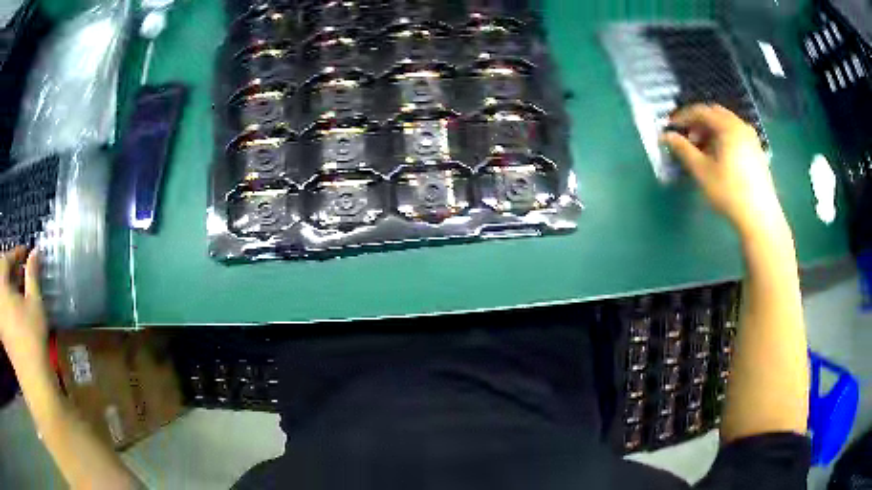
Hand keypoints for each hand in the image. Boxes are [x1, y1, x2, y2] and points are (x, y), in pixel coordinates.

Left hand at [0, 247, 47, 362]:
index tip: (25, 254)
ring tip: (13, 292)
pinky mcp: (4, 333)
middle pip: (1, 273)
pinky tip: (8, 314)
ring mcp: (1, 315)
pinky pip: (2, 316)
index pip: (7, 258)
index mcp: (2, 281)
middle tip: (17, 273)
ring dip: (5, 288)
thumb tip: (36, 251)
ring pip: (0, 293)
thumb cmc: (32, 337)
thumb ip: (32, 275)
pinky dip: (3, 309)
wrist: (31, 379)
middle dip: (8, 270)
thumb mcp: (34, 303)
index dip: (16, 254)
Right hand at [662, 104, 786, 238]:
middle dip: (698, 122)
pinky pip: (736, 135)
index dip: (683, 117)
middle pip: (715, 114)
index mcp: (728, 126)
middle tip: (687, 138)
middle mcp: (741, 126)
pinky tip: (719, 157)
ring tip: (702, 150)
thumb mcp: (702, 171)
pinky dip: (723, 138)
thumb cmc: (729, 192)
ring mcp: (751, 138)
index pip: (701, 111)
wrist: (760, 217)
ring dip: (711, 131)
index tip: (671, 127)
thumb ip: (683, 150)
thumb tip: (666, 136)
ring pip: (726, 124)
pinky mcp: (757, 151)